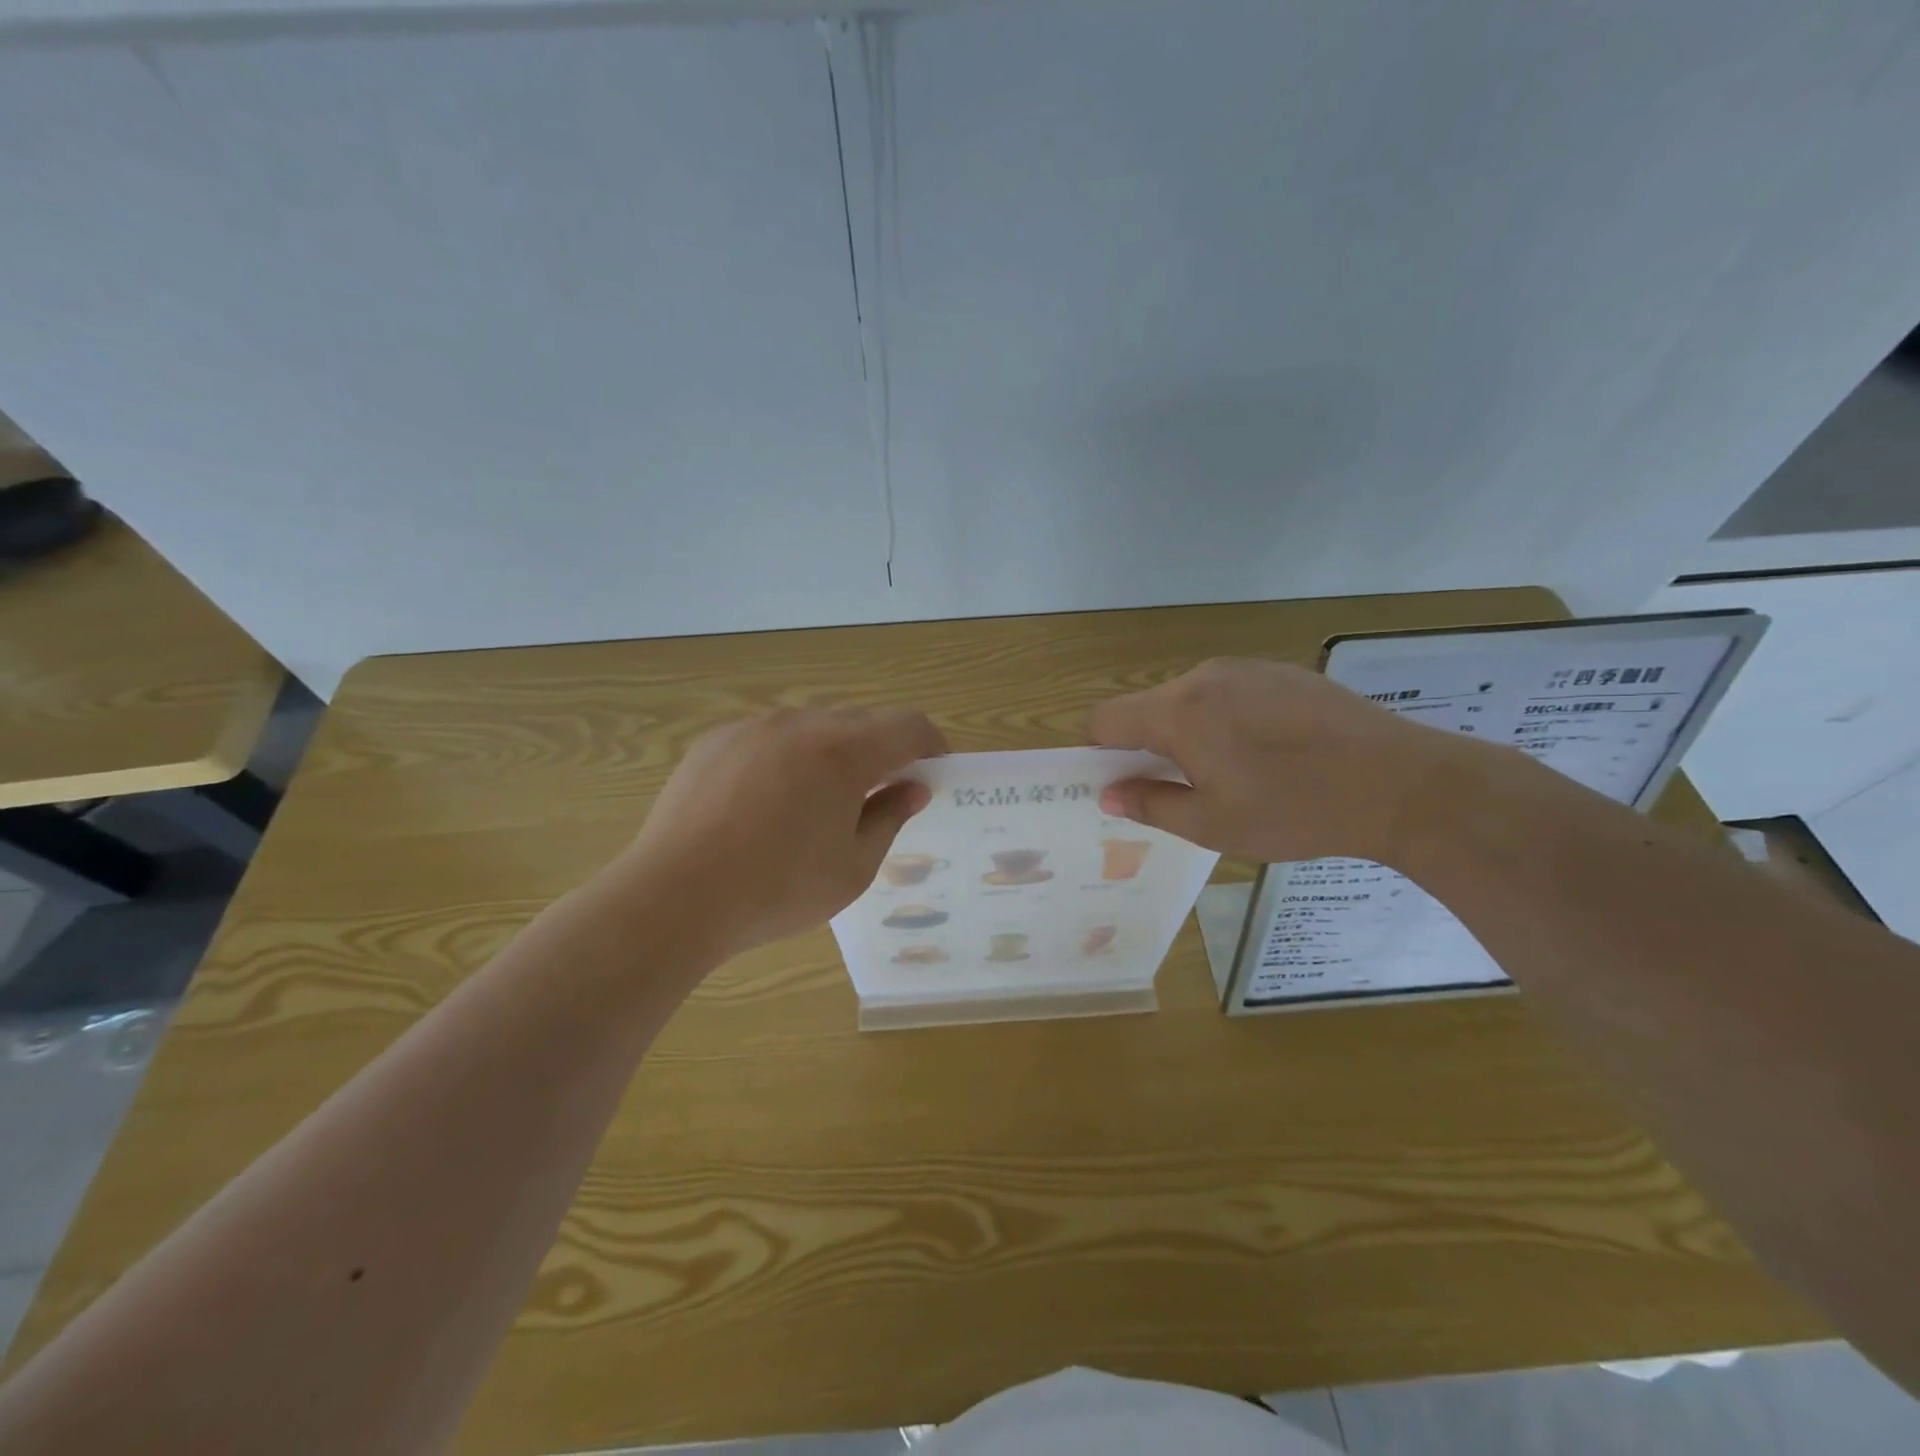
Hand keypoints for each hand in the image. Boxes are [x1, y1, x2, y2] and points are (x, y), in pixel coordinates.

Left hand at [607, 707, 946, 958]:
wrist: (673, 897)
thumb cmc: (776, 890)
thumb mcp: (853, 867)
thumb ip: (890, 818)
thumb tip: (912, 788)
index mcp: (843, 752)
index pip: (908, 725)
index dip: (931, 745)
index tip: (933, 771)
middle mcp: (800, 724)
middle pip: (861, 722)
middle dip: (881, 752)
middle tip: (879, 796)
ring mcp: (752, 728)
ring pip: (813, 727)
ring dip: (832, 753)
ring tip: (816, 804)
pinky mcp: (715, 740)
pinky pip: (769, 737)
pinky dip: (786, 757)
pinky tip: (765, 804)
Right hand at [1088, 657, 1469, 864]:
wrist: (1402, 783)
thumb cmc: (1296, 810)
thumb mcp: (1212, 824)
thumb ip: (1150, 804)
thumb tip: (1108, 793)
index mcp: (1178, 713)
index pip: (1105, 719)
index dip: (1101, 753)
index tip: (1125, 784)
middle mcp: (1204, 677)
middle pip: (1148, 707)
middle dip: (1150, 745)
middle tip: (1185, 790)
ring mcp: (1246, 669)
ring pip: (1190, 699)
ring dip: (1191, 732)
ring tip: (1235, 774)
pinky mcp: (1282, 671)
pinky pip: (1230, 692)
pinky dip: (1228, 719)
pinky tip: (1271, 753)